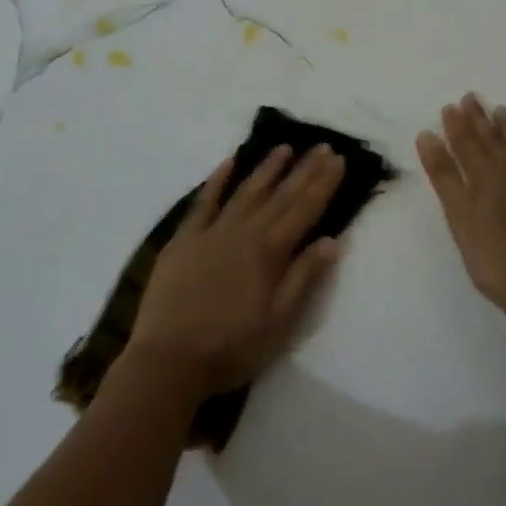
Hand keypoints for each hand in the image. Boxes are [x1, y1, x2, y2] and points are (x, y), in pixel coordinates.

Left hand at [127, 145, 345, 399]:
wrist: (168, 360)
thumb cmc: (230, 348)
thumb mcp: (279, 323)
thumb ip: (304, 279)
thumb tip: (331, 240)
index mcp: (269, 253)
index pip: (303, 210)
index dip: (322, 184)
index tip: (338, 159)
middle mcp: (243, 232)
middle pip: (280, 196)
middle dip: (304, 170)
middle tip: (322, 145)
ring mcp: (211, 232)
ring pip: (246, 191)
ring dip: (266, 168)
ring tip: (284, 147)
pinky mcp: (184, 239)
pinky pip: (203, 202)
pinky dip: (217, 180)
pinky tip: (228, 162)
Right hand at [417, 94, 505, 339]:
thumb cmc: (499, 263)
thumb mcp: (461, 220)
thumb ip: (445, 178)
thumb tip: (428, 135)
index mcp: (485, 180)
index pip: (466, 145)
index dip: (457, 126)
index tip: (450, 106)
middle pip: (493, 143)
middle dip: (480, 121)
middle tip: (472, 98)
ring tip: (503, 111)